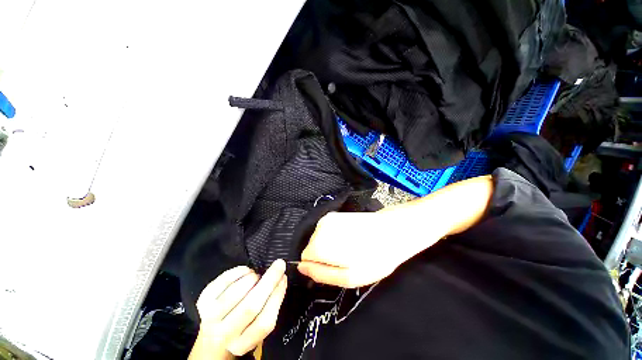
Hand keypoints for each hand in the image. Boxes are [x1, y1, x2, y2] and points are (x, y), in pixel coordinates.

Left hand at [189, 260, 286, 359]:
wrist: (213, 337)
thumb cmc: (242, 328)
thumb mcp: (258, 325)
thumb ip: (271, 305)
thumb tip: (281, 278)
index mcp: (244, 343)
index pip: (264, 322)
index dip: (276, 296)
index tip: (284, 278)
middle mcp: (225, 334)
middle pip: (250, 306)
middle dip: (269, 281)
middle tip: (279, 264)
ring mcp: (210, 318)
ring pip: (235, 293)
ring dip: (252, 278)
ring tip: (256, 275)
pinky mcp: (202, 302)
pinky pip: (221, 282)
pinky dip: (237, 272)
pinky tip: (245, 271)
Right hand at [297, 212, 411, 287]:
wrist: (391, 230)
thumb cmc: (373, 258)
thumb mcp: (348, 277)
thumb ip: (321, 274)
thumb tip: (301, 268)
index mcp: (319, 244)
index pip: (304, 259)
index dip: (319, 266)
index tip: (335, 268)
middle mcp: (319, 228)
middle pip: (311, 247)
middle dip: (323, 256)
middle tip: (345, 260)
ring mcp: (326, 218)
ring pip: (318, 238)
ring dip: (329, 245)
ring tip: (349, 248)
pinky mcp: (334, 214)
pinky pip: (325, 230)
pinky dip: (333, 236)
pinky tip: (349, 237)